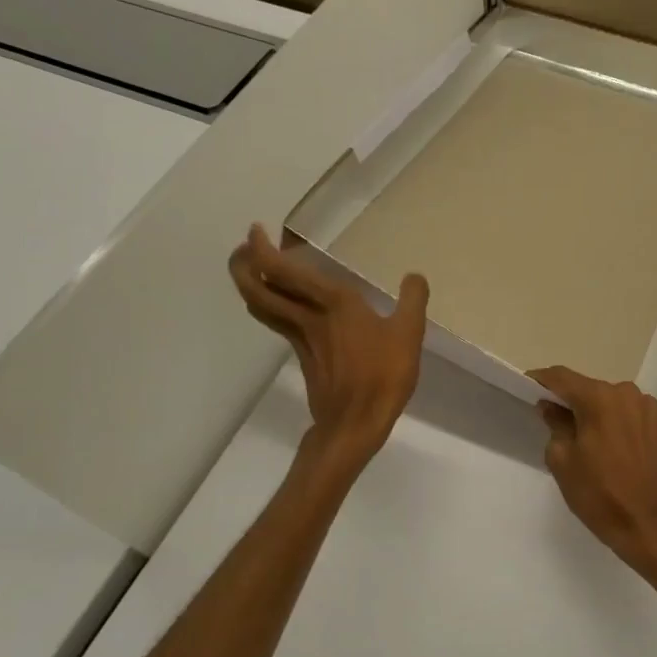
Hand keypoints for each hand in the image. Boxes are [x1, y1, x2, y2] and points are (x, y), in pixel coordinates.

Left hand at [229, 225, 428, 472]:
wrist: (355, 424)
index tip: (256, 232)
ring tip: (254, 270)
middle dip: (242, 266)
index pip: (283, 271)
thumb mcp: (408, 334)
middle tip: (243, 248)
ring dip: (251, 286)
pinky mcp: (304, 356)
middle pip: (257, 289)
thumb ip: (412, 300)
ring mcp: (301, 338)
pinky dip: (273, 305)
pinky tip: (288, 305)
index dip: (261, 250)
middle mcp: (307, 316)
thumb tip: (414, 277)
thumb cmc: (382, 376)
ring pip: (263, 307)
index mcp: (332, 303)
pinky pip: (279, 322)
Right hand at [529, 366, 656, 589]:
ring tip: (588, 438)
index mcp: (599, 398)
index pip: (562, 377)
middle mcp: (626, 393)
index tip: (528, 386)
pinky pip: (631, 413)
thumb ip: (555, 424)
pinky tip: (614, 446)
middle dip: (571, 401)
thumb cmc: (598, 494)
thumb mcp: (562, 460)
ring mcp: (648, 407)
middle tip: (556, 421)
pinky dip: (618, 421)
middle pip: (589, 388)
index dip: (542, 380)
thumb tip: (551, 406)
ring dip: (597, 412)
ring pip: (612, 400)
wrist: (648, 524)